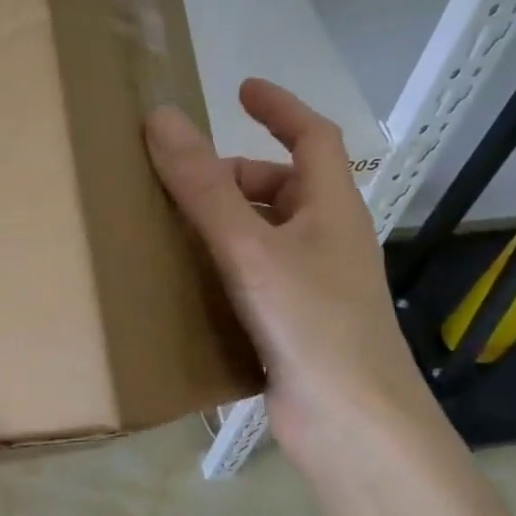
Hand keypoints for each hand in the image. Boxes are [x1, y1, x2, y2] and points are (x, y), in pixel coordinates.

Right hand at [145, 79, 436, 457]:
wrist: (352, 426)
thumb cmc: (312, 324)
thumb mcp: (251, 248)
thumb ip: (204, 187)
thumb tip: (162, 118)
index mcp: (331, 209)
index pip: (313, 137)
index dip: (280, 108)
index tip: (240, 89)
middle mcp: (326, 242)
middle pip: (281, 189)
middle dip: (233, 176)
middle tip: (179, 180)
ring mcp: (312, 287)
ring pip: (264, 237)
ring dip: (222, 225)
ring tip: (168, 228)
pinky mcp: (292, 327)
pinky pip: (251, 279)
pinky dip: (220, 270)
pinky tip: (183, 285)